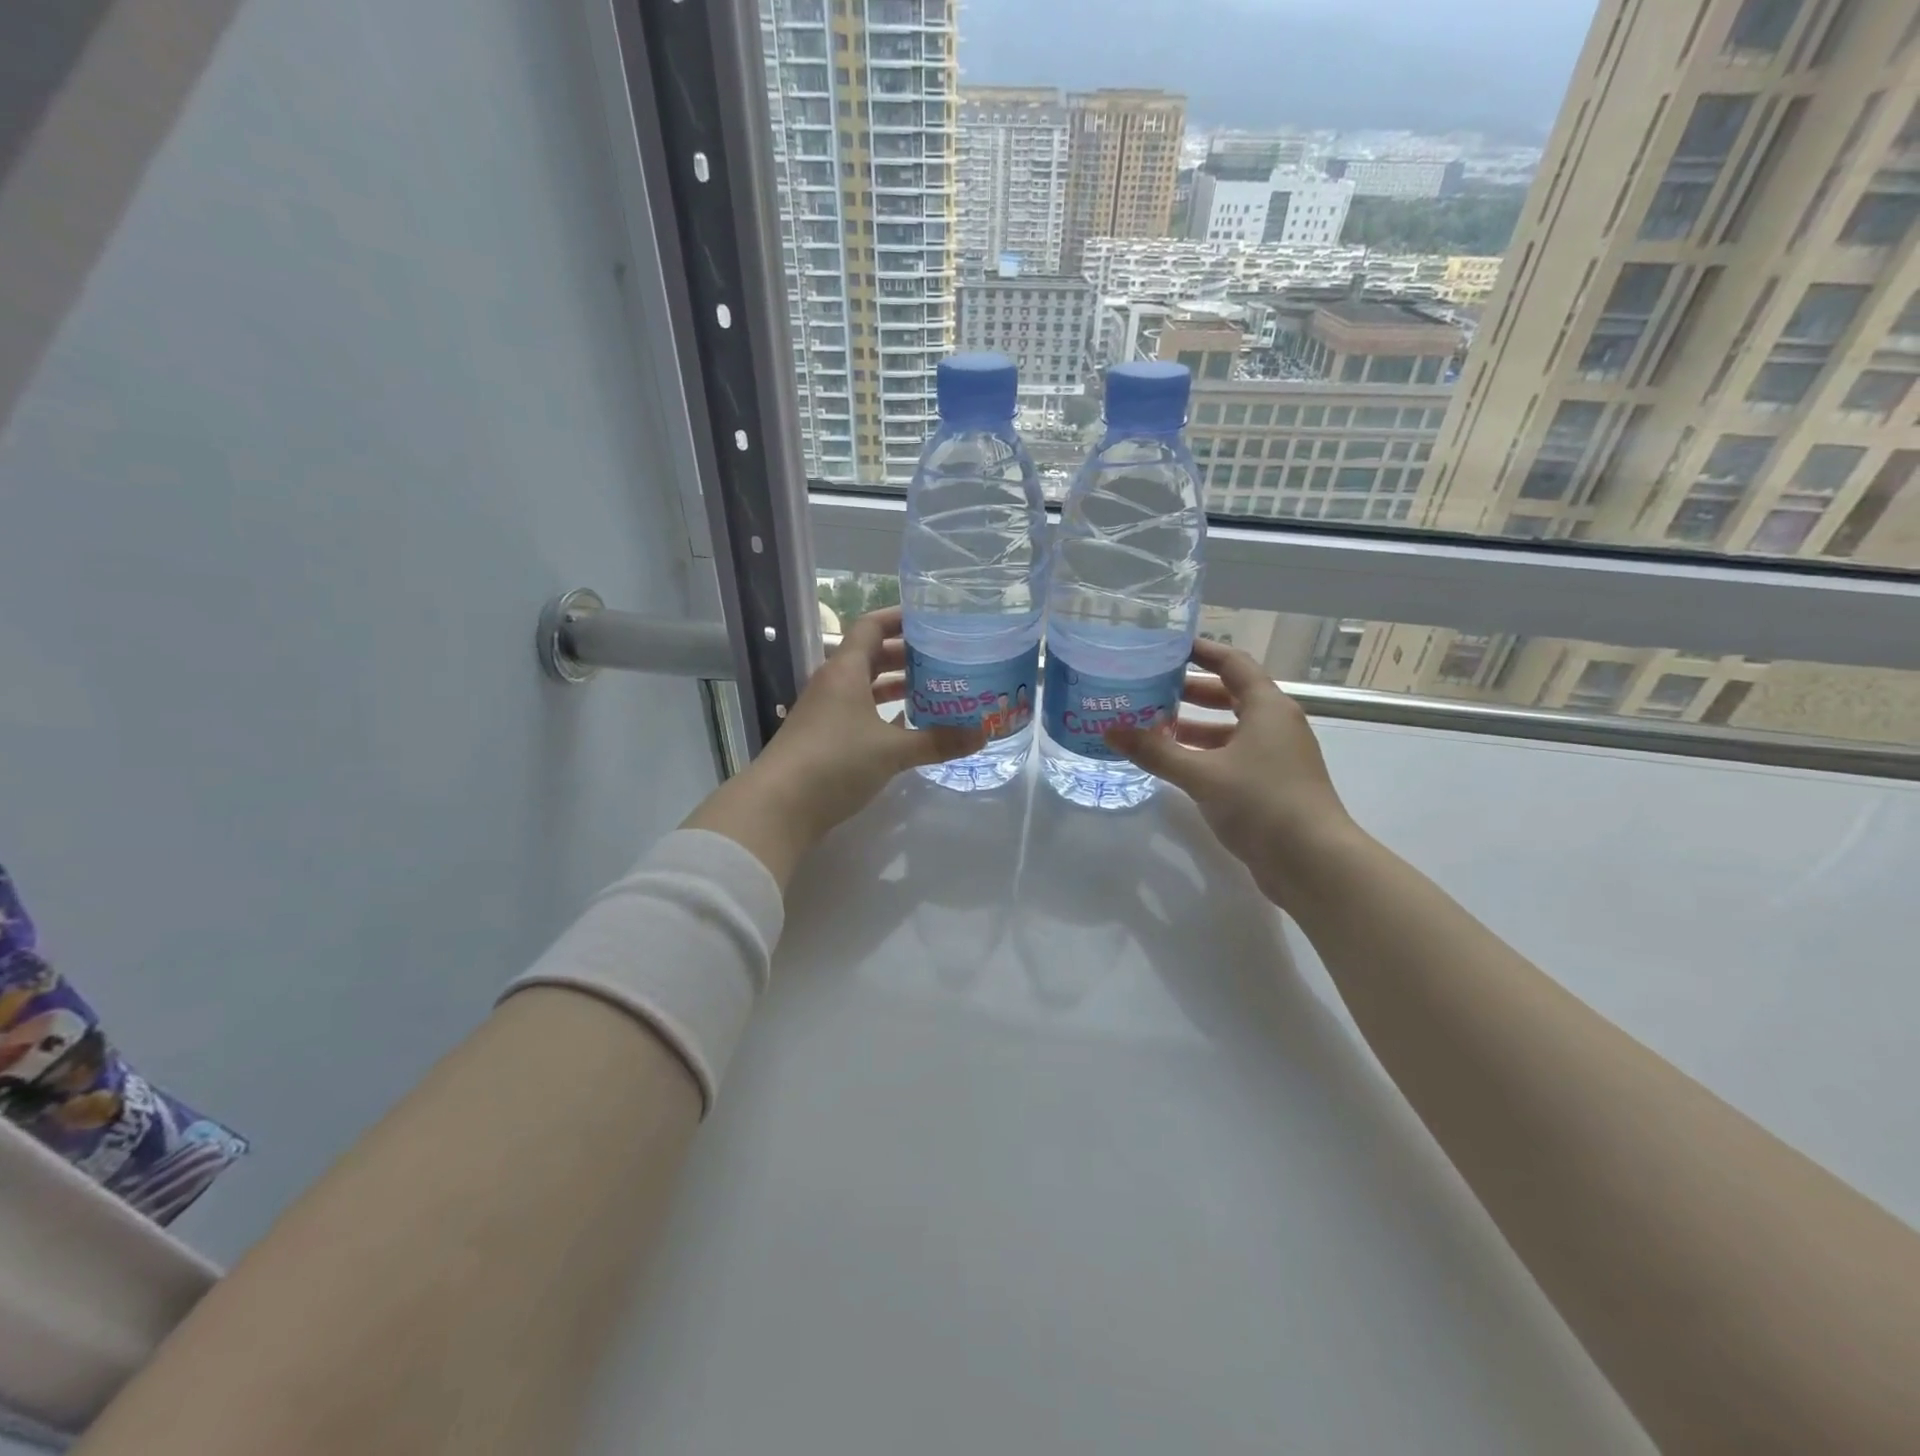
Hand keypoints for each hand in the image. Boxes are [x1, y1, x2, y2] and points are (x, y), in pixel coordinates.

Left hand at [683, 606, 985, 887]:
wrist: (778, 807)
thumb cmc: (835, 763)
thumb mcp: (892, 751)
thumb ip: (937, 741)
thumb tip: (983, 734)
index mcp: (845, 671)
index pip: (872, 627)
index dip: (900, 619)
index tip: (932, 620)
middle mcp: (832, 683)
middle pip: (871, 656)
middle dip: (906, 656)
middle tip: (944, 659)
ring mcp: (824, 711)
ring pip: (864, 687)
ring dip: (895, 686)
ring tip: (933, 691)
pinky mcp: (822, 737)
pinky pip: (858, 712)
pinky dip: (882, 713)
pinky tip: (906, 726)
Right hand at [1107, 638, 1361, 909]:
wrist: (1313, 862)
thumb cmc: (1261, 803)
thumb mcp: (1202, 774)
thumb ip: (1155, 751)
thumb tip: (1111, 731)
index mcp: (1268, 707)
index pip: (1233, 663)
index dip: (1202, 651)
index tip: (1169, 647)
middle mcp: (1276, 725)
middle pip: (1231, 695)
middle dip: (1191, 692)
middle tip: (1151, 690)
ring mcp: (1278, 756)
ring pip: (1231, 730)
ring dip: (1195, 727)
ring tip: (1154, 728)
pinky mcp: (1273, 785)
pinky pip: (1234, 756)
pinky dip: (1206, 754)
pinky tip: (1177, 765)